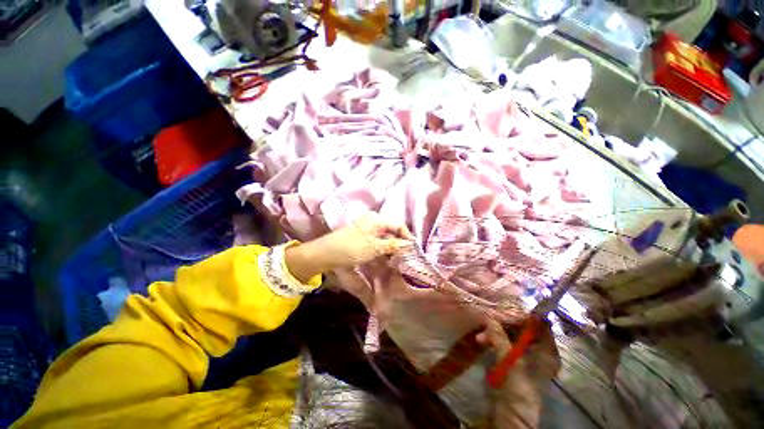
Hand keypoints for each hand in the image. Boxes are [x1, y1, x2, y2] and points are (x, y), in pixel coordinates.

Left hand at [285, 212, 414, 282]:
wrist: (327, 253)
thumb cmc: (352, 248)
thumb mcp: (375, 247)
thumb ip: (394, 245)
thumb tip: (410, 245)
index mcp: (377, 219)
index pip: (398, 224)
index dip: (407, 236)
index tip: (413, 250)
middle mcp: (373, 221)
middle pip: (392, 230)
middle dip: (399, 243)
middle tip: (406, 257)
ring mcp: (368, 228)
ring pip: (386, 237)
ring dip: (392, 248)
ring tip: (397, 261)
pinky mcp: (363, 237)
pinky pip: (378, 241)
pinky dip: (383, 249)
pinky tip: (386, 259)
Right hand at [477, 319, 559, 428]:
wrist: (512, 412)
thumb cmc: (517, 384)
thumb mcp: (508, 357)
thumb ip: (498, 334)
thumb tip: (489, 313)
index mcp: (547, 350)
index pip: (539, 323)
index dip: (522, 314)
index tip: (504, 307)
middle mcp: (540, 351)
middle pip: (523, 328)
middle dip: (503, 324)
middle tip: (487, 321)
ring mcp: (527, 356)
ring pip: (511, 336)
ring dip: (495, 333)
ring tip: (480, 336)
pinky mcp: (516, 361)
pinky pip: (506, 344)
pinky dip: (495, 340)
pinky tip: (483, 340)